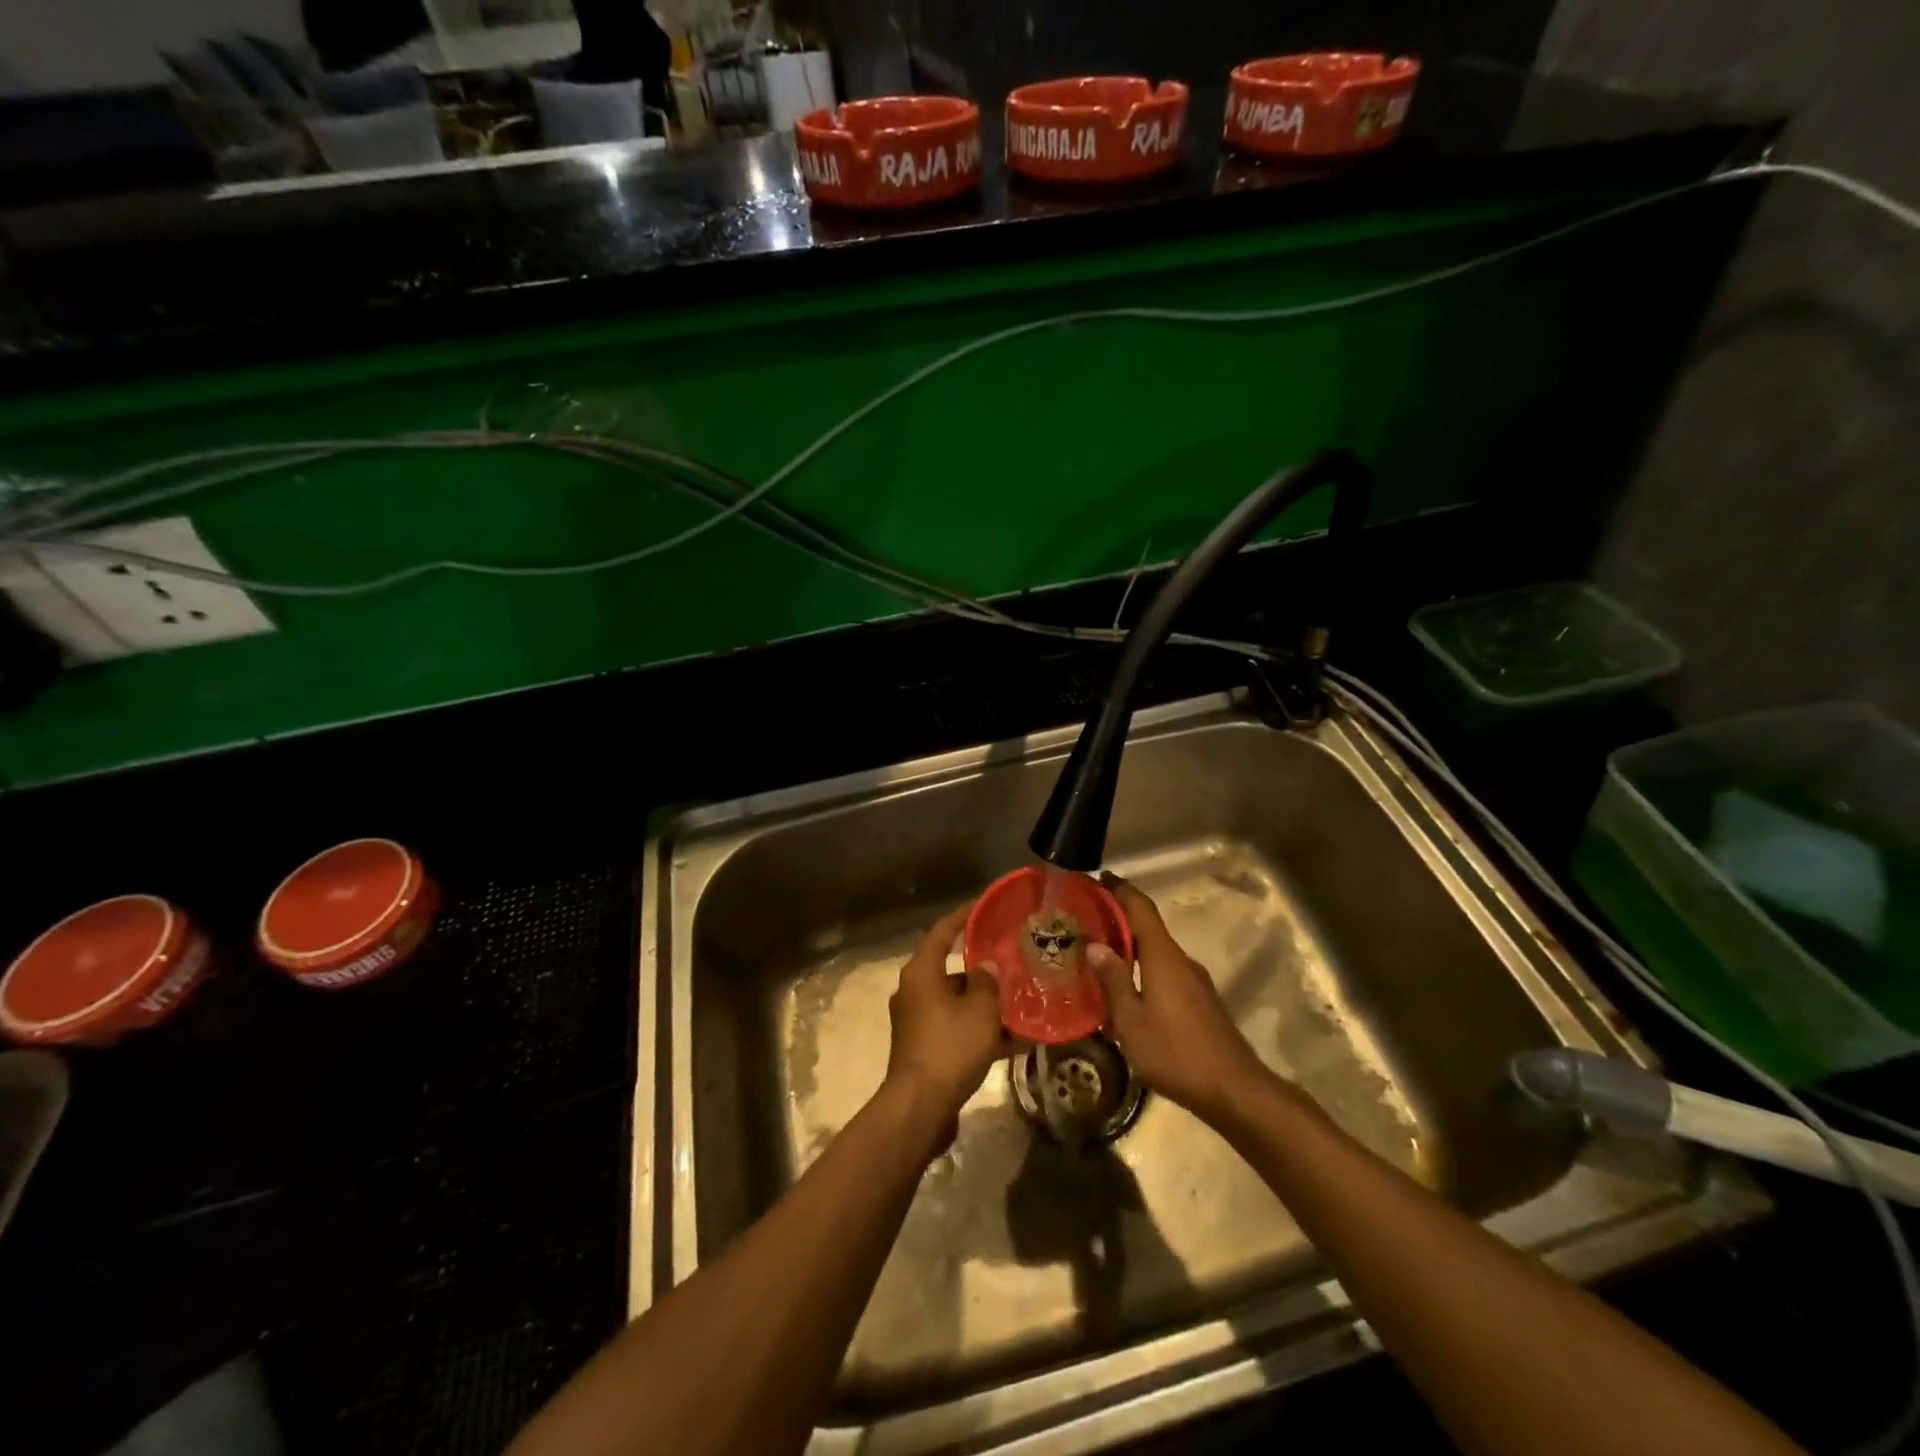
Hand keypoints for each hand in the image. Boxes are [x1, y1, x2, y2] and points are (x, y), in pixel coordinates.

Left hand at [884, 904, 1010, 1130]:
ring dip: (982, 1002)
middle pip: (949, 969)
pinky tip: (1011, 1040)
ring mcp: (916, 1021)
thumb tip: (985, 968)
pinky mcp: (923, 1048)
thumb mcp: (979, 1010)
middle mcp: (913, 991)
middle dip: (979, 967)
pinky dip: (977, 1029)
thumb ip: (986, 983)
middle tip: (1009, 960)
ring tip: (1017, 1000)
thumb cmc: (950, 1047)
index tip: (983, 906)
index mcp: (921, 973)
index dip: (963, 917)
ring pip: (955, 1001)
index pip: (942, 932)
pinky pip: (954, 1028)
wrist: (921, 1107)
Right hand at [1088, 874, 1274, 1123]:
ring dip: (1130, 943)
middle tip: (1085, 917)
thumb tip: (1094, 945)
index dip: (1120, 889)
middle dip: (1118, 917)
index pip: (1141, 908)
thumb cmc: (1176, 1053)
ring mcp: (1194, 980)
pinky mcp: (1199, 1000)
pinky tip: (1125, 985)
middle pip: (1148, 926)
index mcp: (1163, 956)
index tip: (1097, 877)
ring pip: (1156, 950)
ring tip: (1098, 951)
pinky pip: (1164, 969)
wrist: (1234, 1090)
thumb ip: (1113, 981)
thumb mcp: (1132, 1021)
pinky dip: (1142, 965)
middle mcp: (1180, 960)